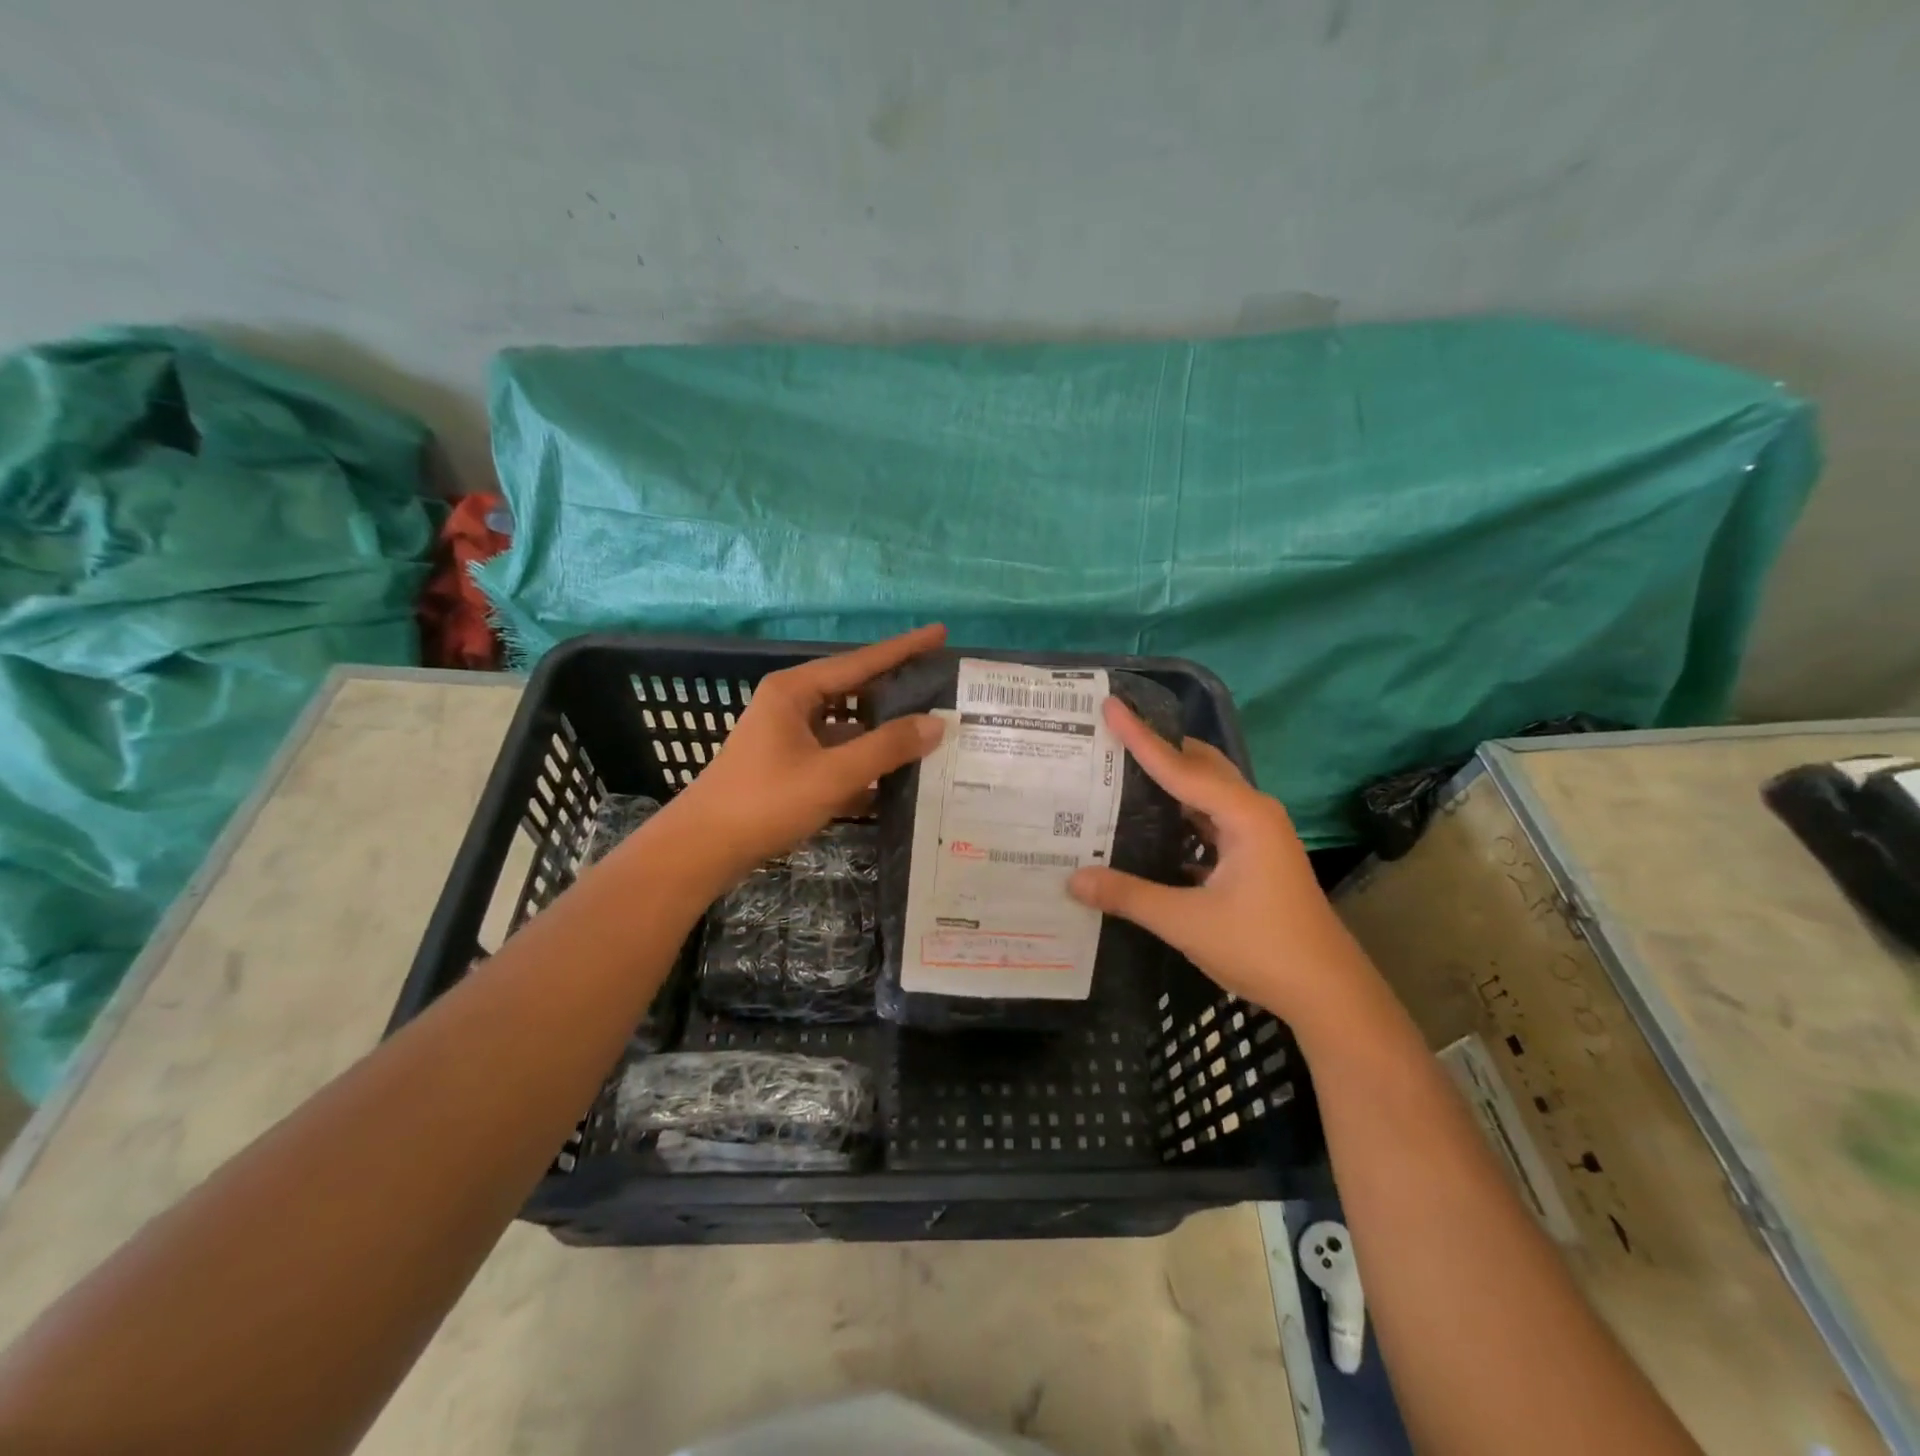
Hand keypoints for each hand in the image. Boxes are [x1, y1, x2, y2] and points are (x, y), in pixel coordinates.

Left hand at [659, 624, 948, 883]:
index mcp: (796, 691)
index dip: (904, 648)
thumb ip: (886, 747)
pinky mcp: (789, 763)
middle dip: (898, 689)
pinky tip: (896, 775)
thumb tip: (937, 723)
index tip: (941, 633)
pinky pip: (836, 752)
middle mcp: (792, 704)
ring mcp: (789, 734)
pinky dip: (863, 759)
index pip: (862, 661)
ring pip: (848, 724)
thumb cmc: (765, 802)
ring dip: (883, 730)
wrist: (704, 848)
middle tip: (943, 685)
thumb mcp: (832, 774)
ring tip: (930, 730)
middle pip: (856, 689)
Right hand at [1067, 697, 1371, 1024]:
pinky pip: (1208, 819)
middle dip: (1157, 748)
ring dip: (1168, 781)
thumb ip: (1129, 896)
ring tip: (1119, 773)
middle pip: (1199, 766)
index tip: (1110, 706)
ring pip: (1205, 792)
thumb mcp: (1188, 923)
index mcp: (1244, 815)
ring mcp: (1256, 834)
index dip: (1140, 737)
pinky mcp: (1253, 855)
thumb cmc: (1262, 948)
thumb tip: (1073, 880)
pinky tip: (1146, 823)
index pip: (1180, 767)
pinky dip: (1179, 813)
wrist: (1328, 993)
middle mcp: (1253, 812)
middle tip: (1109, 738)